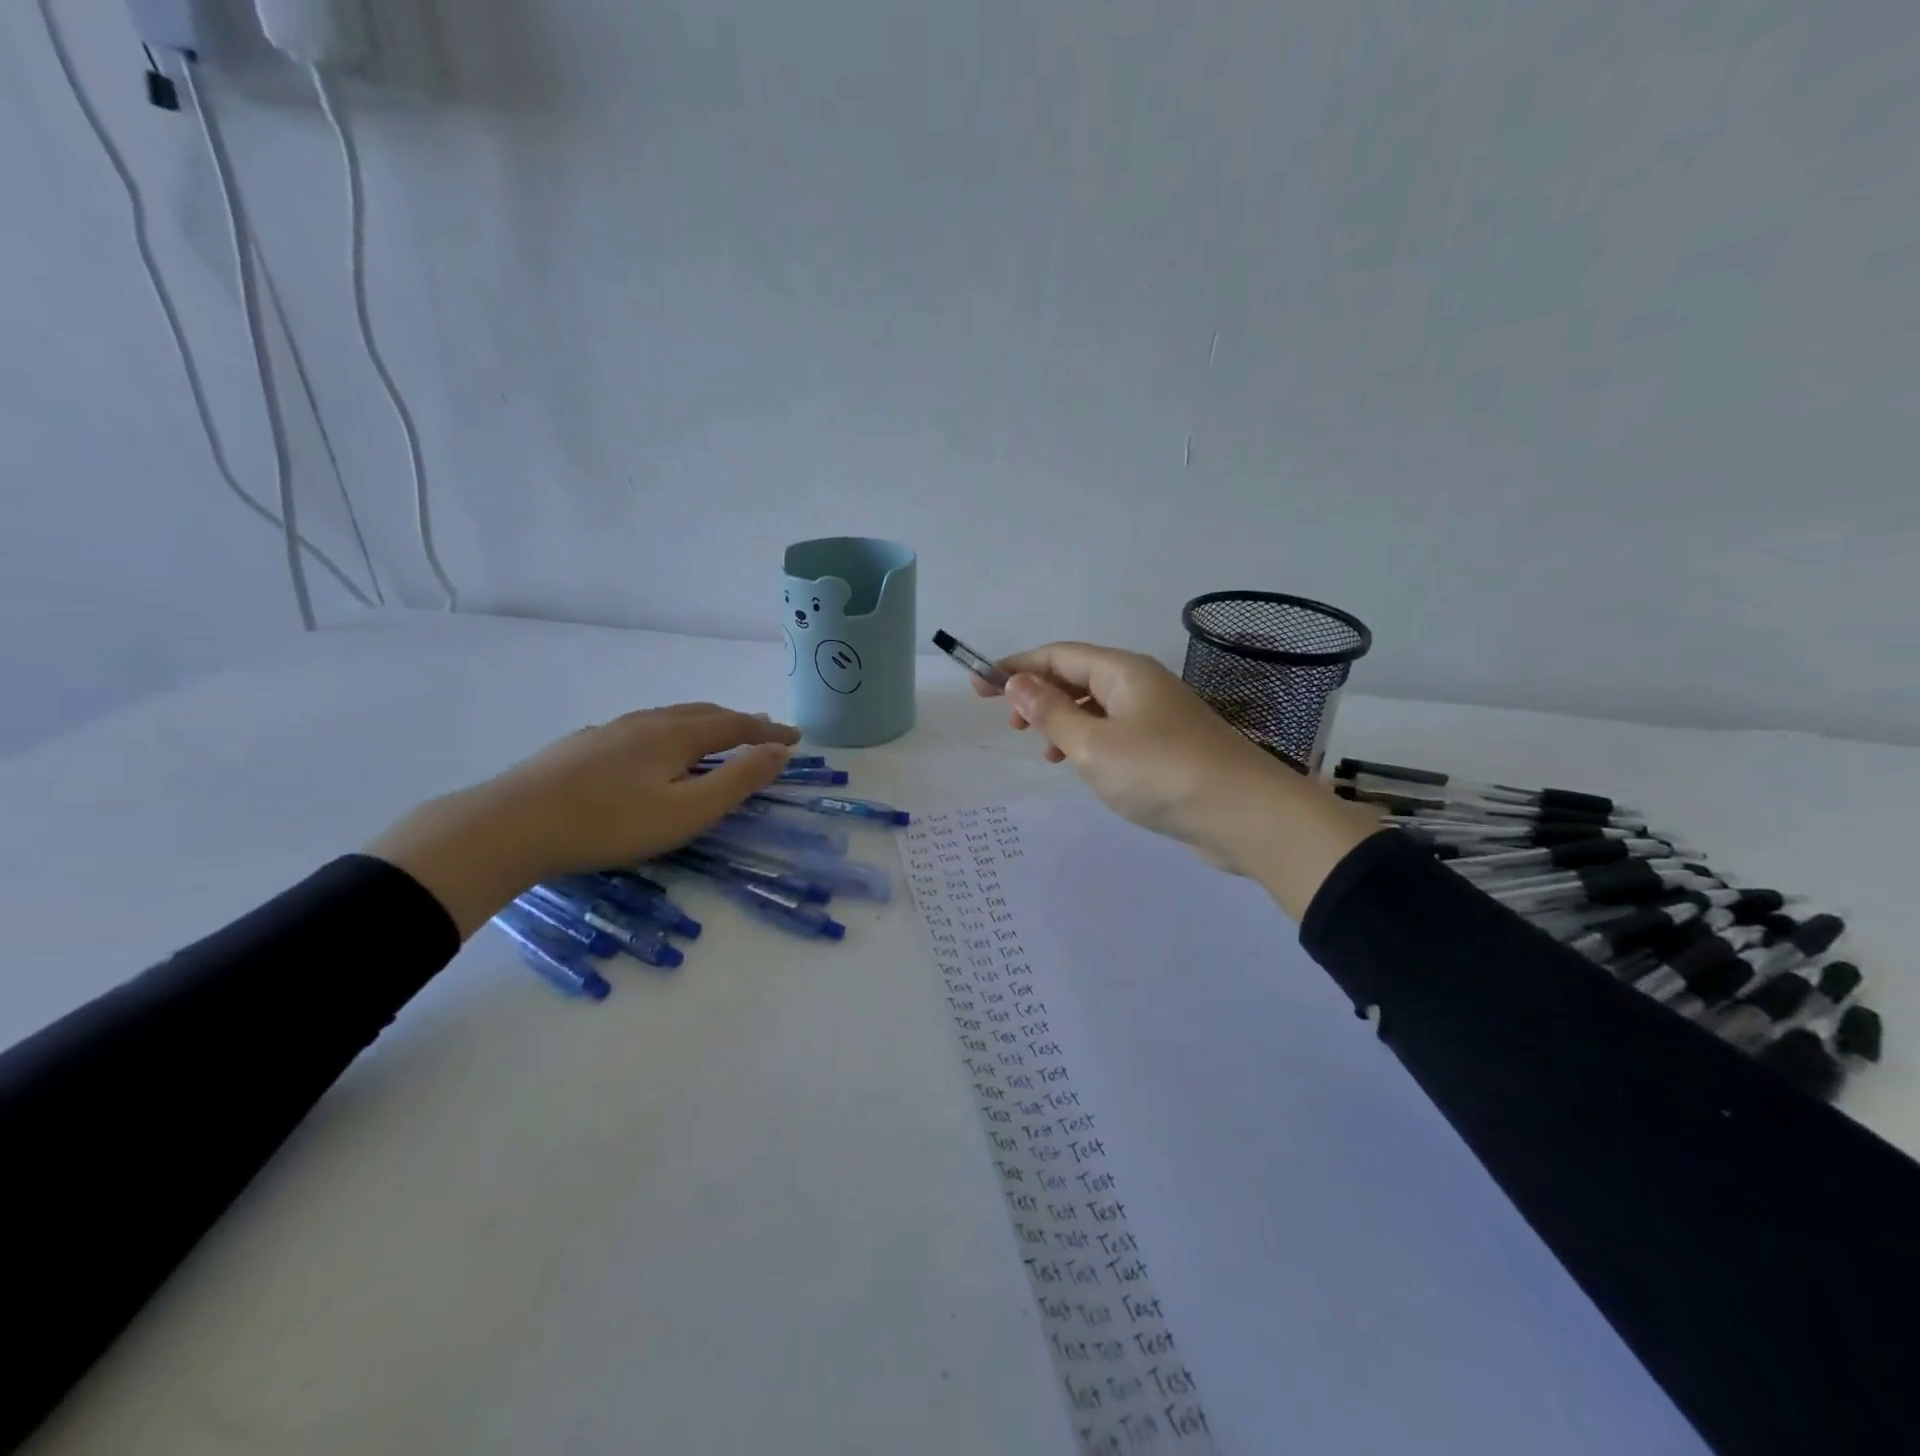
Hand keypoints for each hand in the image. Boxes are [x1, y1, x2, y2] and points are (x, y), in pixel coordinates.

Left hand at [368, 704, 799, 936]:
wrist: (511, 824)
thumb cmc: (610, 823)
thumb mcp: (687, 811)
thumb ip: (738, 780)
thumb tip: (779, 751)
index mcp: (676, 735)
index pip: (736, 725)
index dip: (768, 731)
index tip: (796, 738)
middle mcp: (646, 722)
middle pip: (704, 713)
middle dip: (740, 721)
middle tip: (763, 731)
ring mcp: (610, 730)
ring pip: (670, 717)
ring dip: (704, 723)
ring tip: (717, 734)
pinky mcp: (582, 745)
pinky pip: (642, 728)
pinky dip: (670, 732)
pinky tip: (654, 749)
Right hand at [976, 643, 1378, 917]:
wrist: (1244, 815)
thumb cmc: (1160, 772)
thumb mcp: (1092, 744)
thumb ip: (1051, 712)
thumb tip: (1017, 682)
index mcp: (1122, 672)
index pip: (1058, 655)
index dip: (1015, 667)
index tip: (979, 686)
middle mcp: (1141, 684)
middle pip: (1077, 676)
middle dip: (1038, 693)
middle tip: (1008, 722)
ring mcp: (1158, 715)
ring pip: (1096, 706)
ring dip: (1063, 720)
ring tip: (1042, 748)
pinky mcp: (1168, 746)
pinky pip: (1116, 731)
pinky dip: (1089, 741)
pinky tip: (1083, 767)